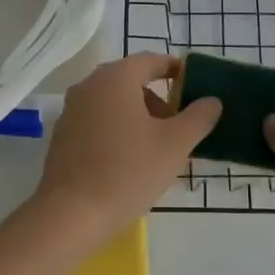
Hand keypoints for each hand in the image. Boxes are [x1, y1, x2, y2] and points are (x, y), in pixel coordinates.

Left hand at [27, 54, 220, 249]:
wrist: (71, 214)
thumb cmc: (128, 171)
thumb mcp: (175, 145)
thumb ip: (198, 118)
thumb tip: (212, 101)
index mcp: (116, 78)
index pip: (150, 61)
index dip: (174, 69)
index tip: (193, 84)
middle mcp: (89, 86)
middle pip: (130, 81)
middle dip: (158, 99)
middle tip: (178, 125)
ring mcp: (71, 111)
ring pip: (113, 103)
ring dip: (138, 116)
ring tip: (157, 148)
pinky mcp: (62, 136)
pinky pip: (97, 121)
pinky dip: (117, 130)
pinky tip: (129, 161)